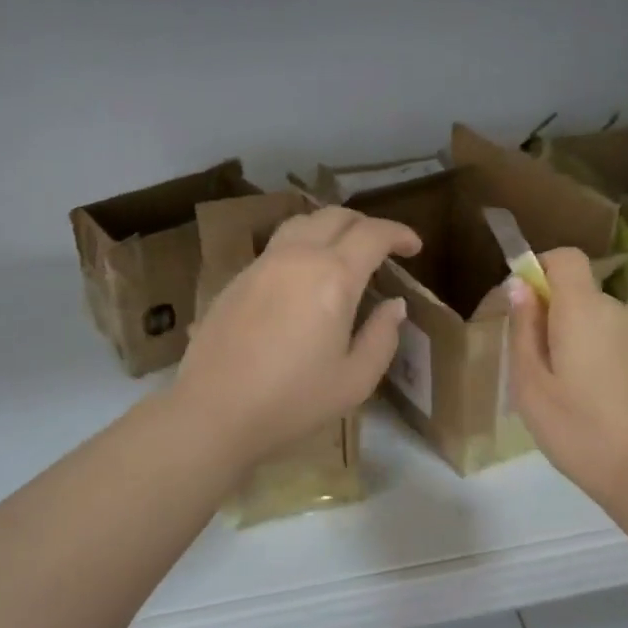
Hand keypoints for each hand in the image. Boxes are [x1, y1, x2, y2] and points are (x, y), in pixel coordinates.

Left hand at [173, 207, 421, 467]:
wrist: (214, 411)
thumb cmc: (293, 400)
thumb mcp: (355, 379)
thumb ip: (382, 336)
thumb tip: (393, 305)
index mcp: (333, 276)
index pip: (373, 234)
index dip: (399, 234)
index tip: (414, 247)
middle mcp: (297, 256)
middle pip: (336, 216)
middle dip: (366, 224)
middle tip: (382, 248)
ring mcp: (262, 264)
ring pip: (302, 223)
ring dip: (331, 227)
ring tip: (343, 251)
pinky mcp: (238, 279)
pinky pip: (277, 245)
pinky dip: (302, 245)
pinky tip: (303, 276)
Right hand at [508, 248, 627, 507]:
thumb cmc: (576, 428)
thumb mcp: (530, 384)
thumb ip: (524, 329)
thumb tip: (520, 287)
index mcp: (583, 310)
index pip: (565, 257)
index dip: (541, 269)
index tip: (524, 304)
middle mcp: (619, 311)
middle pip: (581, 292)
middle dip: (556, 314)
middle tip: (538, 365)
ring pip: (602, 320)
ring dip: (581, 338)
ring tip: (570, 390)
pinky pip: (622, 342)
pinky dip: (606, 356)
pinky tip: (602, 401)